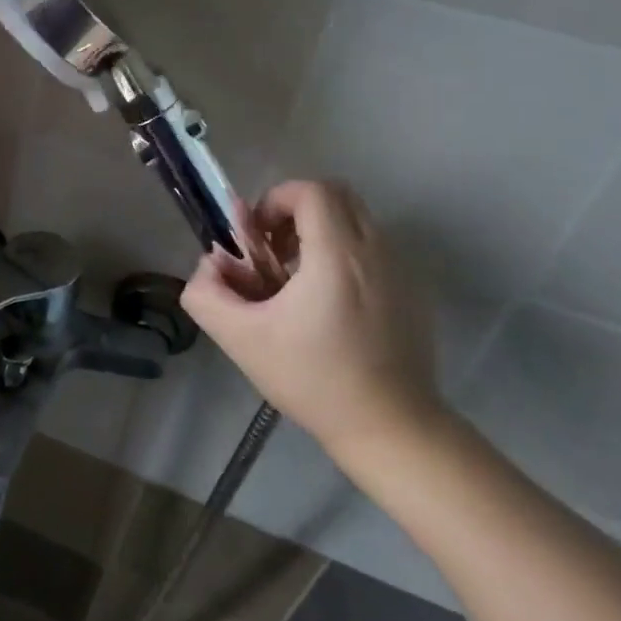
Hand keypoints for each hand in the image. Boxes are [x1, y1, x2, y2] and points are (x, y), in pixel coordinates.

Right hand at [183, 180, 442, 468]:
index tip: (258, 236)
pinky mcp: (414, 293)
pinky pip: (374, 249)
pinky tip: (329, 304)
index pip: (312, 191)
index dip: (276, 199)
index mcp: (337, 255)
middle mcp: (375, 251)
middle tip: (274, 248)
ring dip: (321, 232)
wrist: (391, 429)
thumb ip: (206, 294)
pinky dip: (345, 254)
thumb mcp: (241, 339)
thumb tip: (209, 266)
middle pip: (337, 196)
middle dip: (298, 210)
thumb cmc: (313, 380)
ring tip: (296, 279)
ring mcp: (401, 271)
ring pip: (357, 221)